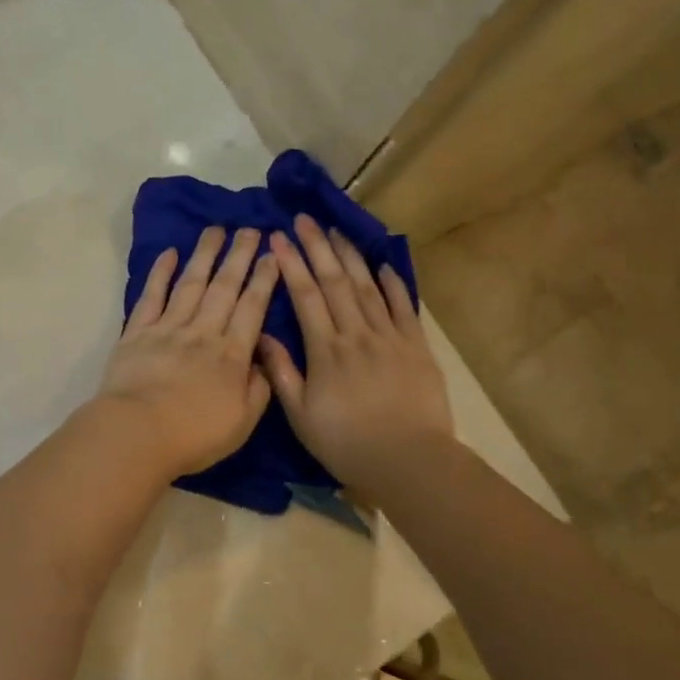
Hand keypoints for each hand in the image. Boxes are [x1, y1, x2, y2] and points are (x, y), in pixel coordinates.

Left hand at [95, 227, 280, 481]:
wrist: (137, 433)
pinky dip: (160, 273)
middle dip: (239, 256)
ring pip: (191, 283)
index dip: (264, 278)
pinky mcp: (137, 332)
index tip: (272, 253)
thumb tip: (264, 362)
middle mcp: (203, 332)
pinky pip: (151, 296)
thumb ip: (259, 389)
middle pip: (225, 287)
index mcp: (232, 353)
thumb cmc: (193, 435)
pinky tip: (169, 253)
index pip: (253, 307)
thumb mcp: (242, 422)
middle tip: (250, 229)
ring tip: (216, 230)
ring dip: (204, 255)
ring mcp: (168, 328)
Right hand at [260, 215, 454, 497]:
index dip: (291, 264)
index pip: (305, 295)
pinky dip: (393, 283)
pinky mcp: (416, 346)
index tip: (278, 238)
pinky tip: (383, 264)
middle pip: (335, 281)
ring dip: (350, 256)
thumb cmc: (347, 443)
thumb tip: (262, 336)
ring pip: (367, 286)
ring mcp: (390, 337)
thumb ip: (282, 373)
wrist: (409, 461)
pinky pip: (403, 306)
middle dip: (317, 246)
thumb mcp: (301, 416)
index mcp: (326, 350)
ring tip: (337, 230)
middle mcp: (356, 333)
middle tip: (305, 219)